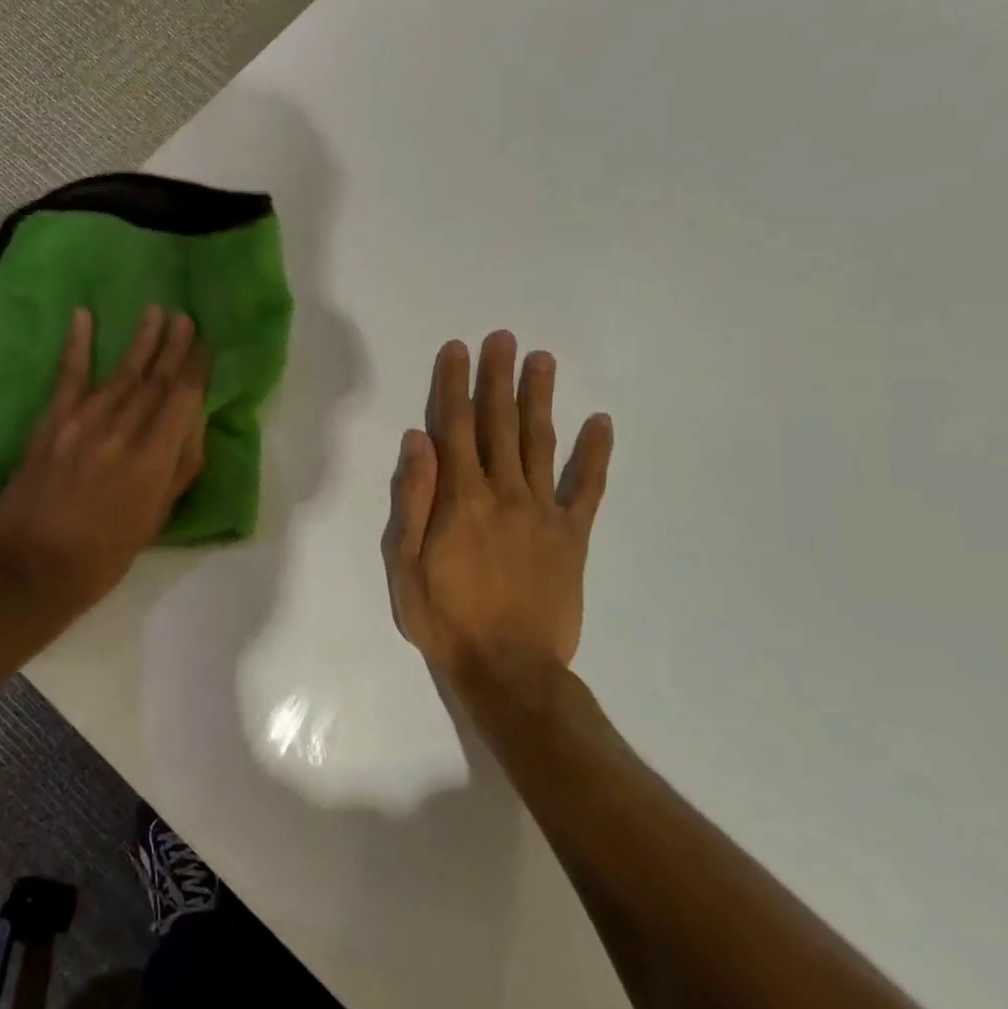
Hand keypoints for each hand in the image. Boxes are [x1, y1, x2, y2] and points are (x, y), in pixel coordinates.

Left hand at [0, 305, 208, 617]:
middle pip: (155, 380)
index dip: (196, 369)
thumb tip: (193, 425)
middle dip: (173, 346)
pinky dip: (77, 345)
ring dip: (141, 341)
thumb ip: (178, 470)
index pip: (182, 400)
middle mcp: (122, 431)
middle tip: (186, 317)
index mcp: (153, 459)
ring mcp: (83, 423)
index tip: (206, 344)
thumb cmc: (103, 555)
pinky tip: (84, 316)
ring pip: (121, 372)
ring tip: (156, 312)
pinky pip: (68, 377)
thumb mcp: (154, 520)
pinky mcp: (51, 423)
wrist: (31, 568)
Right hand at [382, 332, 612, 703]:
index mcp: (461, 499)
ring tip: (542, 360)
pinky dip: (594, 454)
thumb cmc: (446, 618)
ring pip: (539, 442)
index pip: (454, 427)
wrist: (509, 669)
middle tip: (503, 338)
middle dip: (498, 378)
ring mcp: (543, 512)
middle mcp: (504, 492)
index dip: (454, 386)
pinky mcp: (572, 535)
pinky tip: (601, 423)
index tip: (458, 350)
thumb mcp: (407, 564)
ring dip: (539, 399)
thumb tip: (417, 441)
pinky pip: (585, 488)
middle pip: (499, 423)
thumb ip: (414, 499)